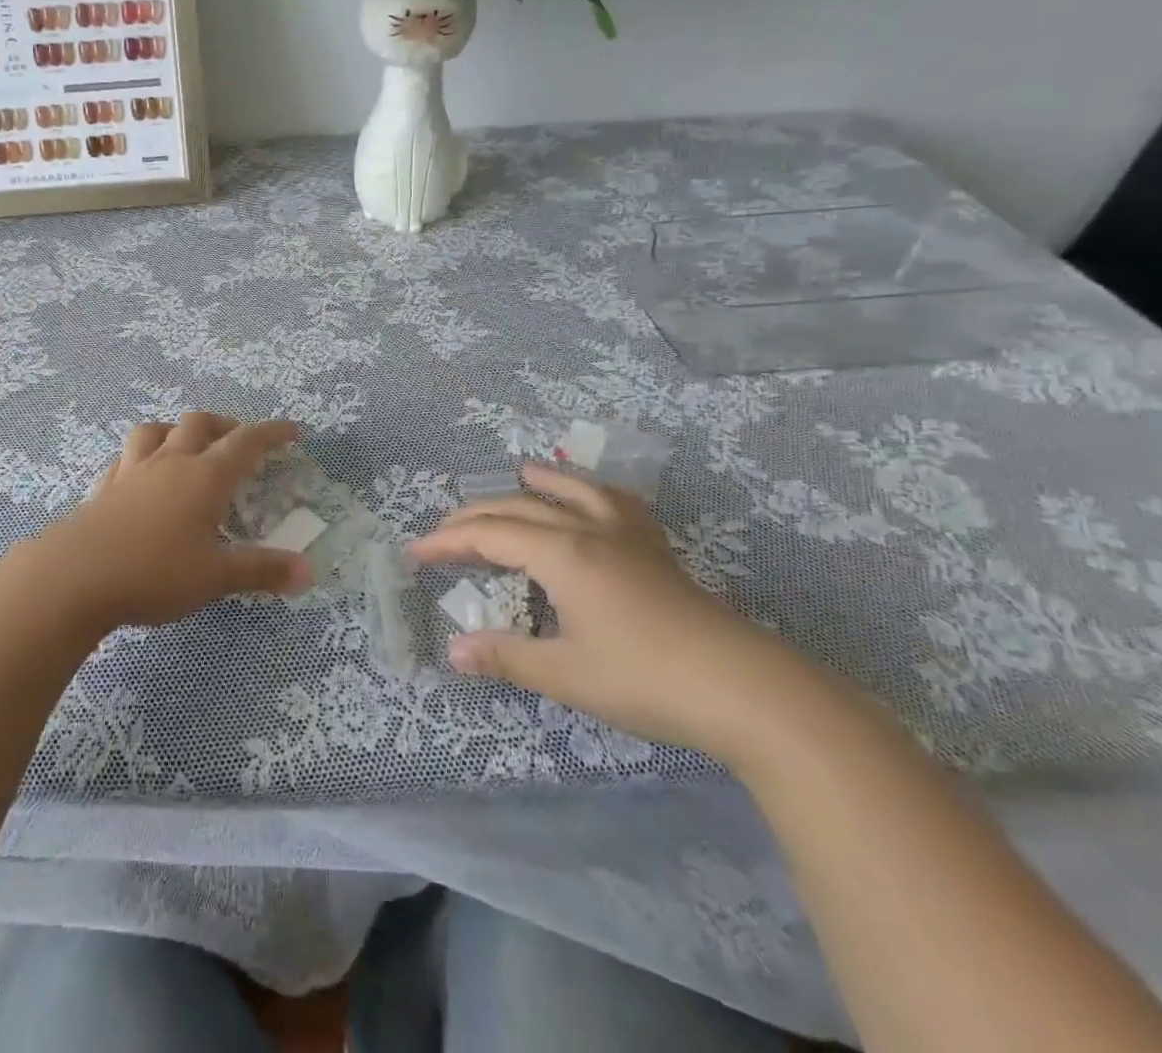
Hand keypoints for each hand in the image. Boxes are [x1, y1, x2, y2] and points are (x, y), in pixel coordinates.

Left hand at [6, 413, 312, 635]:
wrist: (74, 575)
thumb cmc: (155, 572)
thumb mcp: (215, 577)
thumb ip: (262, 571)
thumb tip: (309, 571)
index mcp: (205, 477)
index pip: (246, 442)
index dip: (271, 433)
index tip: (291, 430)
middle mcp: (171, 463)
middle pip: (199, 424)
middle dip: (224, 426)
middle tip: (238, 442)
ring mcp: (133, 471)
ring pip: (156, 430)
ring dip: (178, 431)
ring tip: (187, 447)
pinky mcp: (105, 486)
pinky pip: (127, 456)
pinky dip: (143, 456)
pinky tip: (142, 474)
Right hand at [410, 461, 834, 763]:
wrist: (745, 689)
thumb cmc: (646, 679)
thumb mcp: (566, 674)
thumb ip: (506, 656)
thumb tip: (453, 650)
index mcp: (562, 554)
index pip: (489, 535)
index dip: (448, 541)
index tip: (416, 552)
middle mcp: (588, 530)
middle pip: (519, 508)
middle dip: (474, 516)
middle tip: (443, 531)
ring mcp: (627, 535)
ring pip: (570, 491)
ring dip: (536, 484)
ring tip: (517, 472)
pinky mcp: (656, 549)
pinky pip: (615, 502)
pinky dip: (591, 491)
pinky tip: (593, 497)